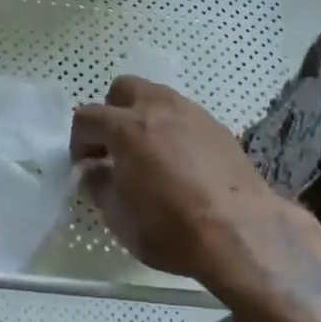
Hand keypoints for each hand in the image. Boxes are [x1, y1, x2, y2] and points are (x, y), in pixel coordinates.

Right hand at [72, 77, 295, 292]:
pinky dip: (172, 128)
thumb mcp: (120, 219)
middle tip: (115, 147)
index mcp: (126, 127)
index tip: (84, 164)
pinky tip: (180, 161)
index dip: (79, 140)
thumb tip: (93, 172)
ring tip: (149, 152)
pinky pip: (183, 114)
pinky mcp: (216, 125)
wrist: (241, 232)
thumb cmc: (171, 228)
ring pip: (156, 96)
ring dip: (144, 115)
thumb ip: (100, 187)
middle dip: (112, 112)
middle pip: (123, 89)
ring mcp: (190, 112)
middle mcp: (156, 107)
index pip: (87, 117)